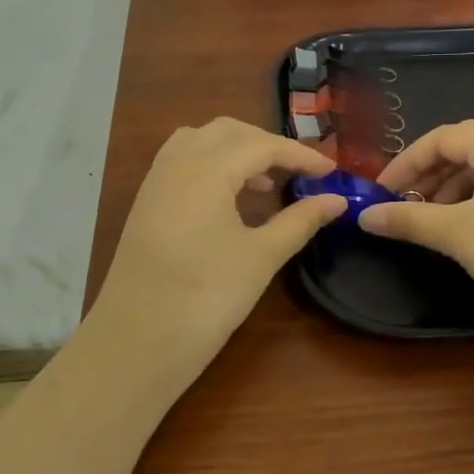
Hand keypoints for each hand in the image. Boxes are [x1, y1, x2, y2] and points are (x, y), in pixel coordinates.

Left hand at [85, 118, 344, 379]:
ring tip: (266, 182)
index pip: (262, 144)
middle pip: (228, 132)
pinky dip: (212, 164)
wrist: (137, 341)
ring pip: (201, 140)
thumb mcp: (261, 256)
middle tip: (300, 172)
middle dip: (267, 144)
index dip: (301, 156)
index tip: (332, 172)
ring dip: (236, 150)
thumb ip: (300, 221)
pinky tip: (230, 198)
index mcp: (207, 168)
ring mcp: (156, 181)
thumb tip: (337, 200)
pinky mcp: (146, 202)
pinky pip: (182, 161)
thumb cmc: (206, 296)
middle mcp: (177, 162)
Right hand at [359, 121, 473, 340]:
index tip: (380, 193)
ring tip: (436, 225)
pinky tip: (473, 233)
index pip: (442, 138)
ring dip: (454, 193)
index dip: (405, 163)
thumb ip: (408, 220)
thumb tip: (363, 216)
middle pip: (466, 151)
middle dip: (429, 178)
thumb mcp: (457, 234)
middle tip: (405, 210)